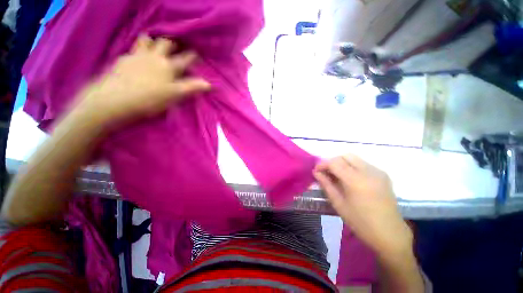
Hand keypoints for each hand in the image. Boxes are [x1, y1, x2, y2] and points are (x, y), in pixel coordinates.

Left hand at [76, 35, 209, 125]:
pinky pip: (132, 51)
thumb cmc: (150, 98)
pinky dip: (137, 51)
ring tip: (154, 45)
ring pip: (145, 41)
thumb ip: (192, 87)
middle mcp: (154, 57)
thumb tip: (210, 84)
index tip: (197, 54)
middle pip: (164, 43)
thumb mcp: (175, 95)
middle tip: (175, 46)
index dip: (192, 56)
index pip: (185, 59)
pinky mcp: (122, 60)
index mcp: (168, 66)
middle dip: (172, 43)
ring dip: (152, 41)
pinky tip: (136, 58)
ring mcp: (136, 56)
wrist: (115, 99)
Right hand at [313, 154, 412, 256]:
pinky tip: (351, 179)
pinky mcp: (383, 174)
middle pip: (345, 156)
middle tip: (327, 173)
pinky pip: (363, 163)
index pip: (334, 162)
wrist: (390, 233)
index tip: (316, 171)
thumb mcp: (338, 203)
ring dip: (342, 163)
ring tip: (338, 176)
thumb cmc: (360, 222)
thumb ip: (326, 184)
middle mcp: (368, 171)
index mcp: (356, 180)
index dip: (322, 164)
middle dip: (332, 162)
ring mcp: (378, 171)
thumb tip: (316, 172)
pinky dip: (352, 167)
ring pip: (354, 158)